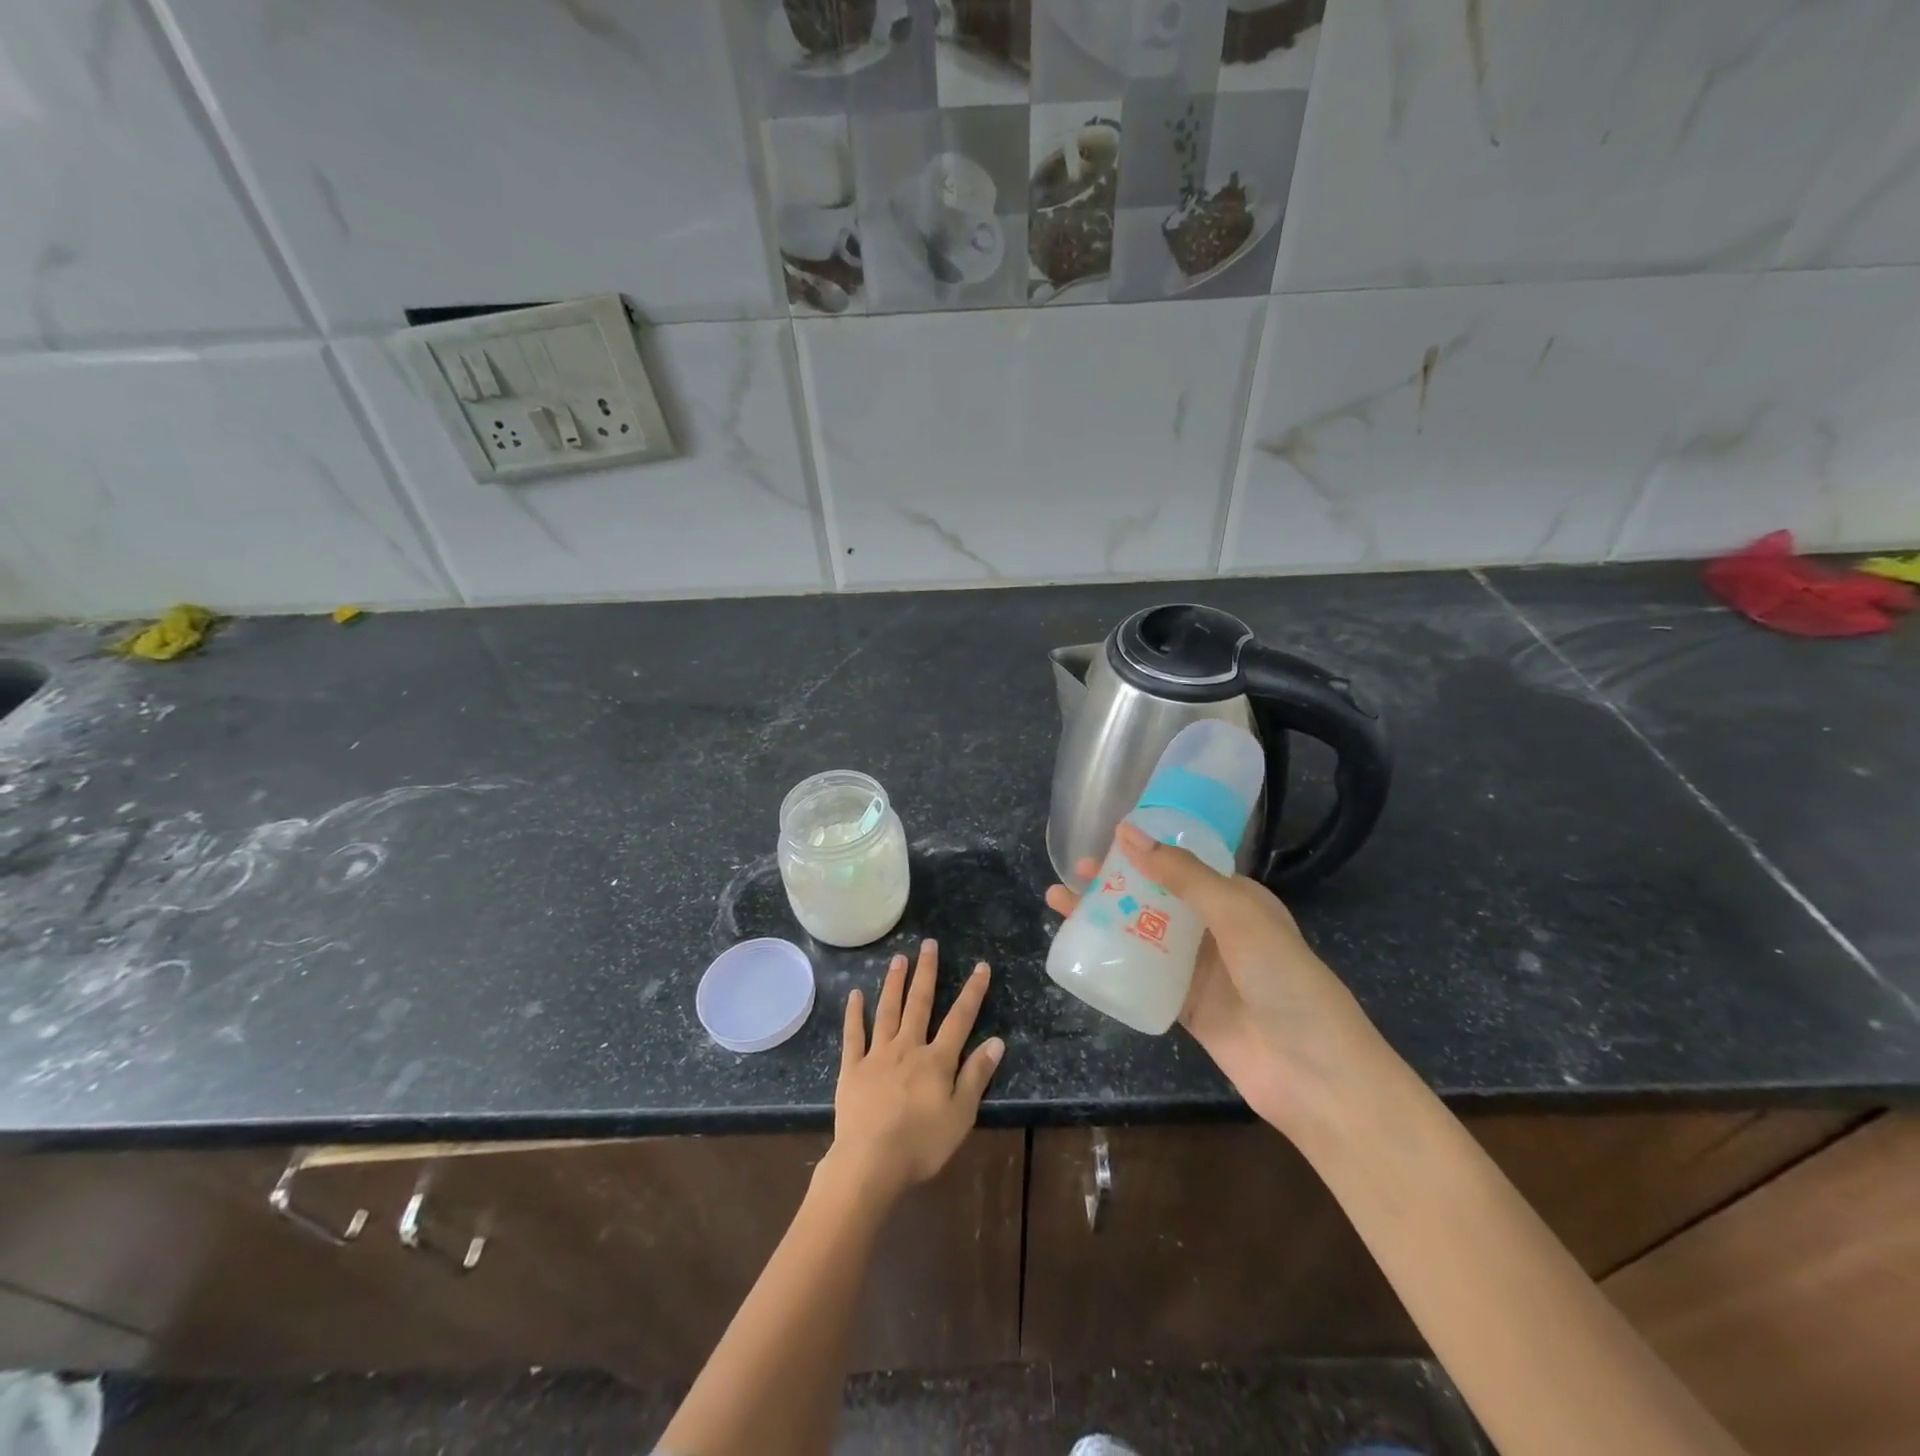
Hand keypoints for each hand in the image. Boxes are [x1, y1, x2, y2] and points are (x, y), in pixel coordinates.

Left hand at [828, 939, 1003, 1204]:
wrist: (871, 1162)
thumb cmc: (922, 1144)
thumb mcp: (961, 1115)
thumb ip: (976, 1076)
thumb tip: (996, 1041)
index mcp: (937, 1060)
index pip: (960, 1018)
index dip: (972, 992)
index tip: (981, 966)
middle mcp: (908, 1048)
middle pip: (919, 1004)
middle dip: (926, 972)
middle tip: (928, 944)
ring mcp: (877, 1055)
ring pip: (887, 1011)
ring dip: (894, 983)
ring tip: (898, 958)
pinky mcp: (852, 1068)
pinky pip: (854, 1035)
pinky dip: (854, 1013)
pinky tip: (855, 994)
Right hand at [1045, 822, 1373, 1126]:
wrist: (1314, 1075)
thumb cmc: (1283, 980)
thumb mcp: (1236, 914)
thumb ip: (1182, 875)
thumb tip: (1127, 832)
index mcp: (1236, 898)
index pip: (1182, 863)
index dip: (1144, 850)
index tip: (1103, 840)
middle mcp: (1215, 928)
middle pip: (1155, 896)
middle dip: (1114, 883)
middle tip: (1073, 873)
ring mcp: (1199, 970)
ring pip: (1141, 934)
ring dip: (1104, 919)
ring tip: (1059, 905)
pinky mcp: (1185, 1006)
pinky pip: (1141, 975)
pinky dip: (1112, 961)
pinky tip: (1080, 951)